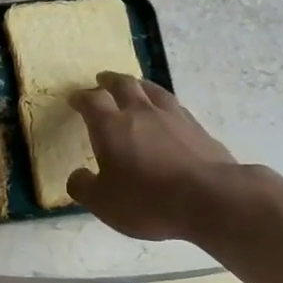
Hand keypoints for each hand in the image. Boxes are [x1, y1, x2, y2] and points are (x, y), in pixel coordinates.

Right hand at [67, 73, 236, 240]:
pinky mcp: (198, 128)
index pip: (91, 101)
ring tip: (135, 86)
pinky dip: (164, 105)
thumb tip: (76, 176)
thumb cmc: (147, 199)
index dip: (81, 98)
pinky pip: (175, 107)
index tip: (74, 98)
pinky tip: (167, 113)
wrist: (208, 198)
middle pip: (124, 84)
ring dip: (139, 85)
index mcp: (111, 126)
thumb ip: (84, 187)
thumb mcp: (103, 203)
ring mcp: (173, 116)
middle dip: (110, 80)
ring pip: (152, 90)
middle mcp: (141, 112)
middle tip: (103, 79)